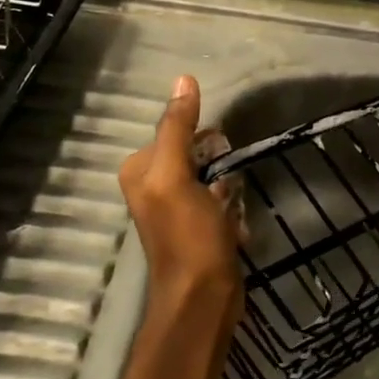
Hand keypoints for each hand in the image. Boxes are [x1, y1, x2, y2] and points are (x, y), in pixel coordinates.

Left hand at [119, 75, 243, 315]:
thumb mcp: (177, 176)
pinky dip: (231, 202)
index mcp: (140, 170)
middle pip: (193, 150)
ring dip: (227, 180)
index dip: (201, 135)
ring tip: (233, 199)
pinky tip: (238, 218)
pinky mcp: (199, 226)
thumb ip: (178, 128)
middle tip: (228, 174)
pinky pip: (219, 197)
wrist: (203, 299)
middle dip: (216, 158)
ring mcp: (177, 207)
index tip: (222, 147)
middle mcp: (153, 186)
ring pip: (210, 173)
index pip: (174, 130)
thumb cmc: (188, 235)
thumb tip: (183, 80)